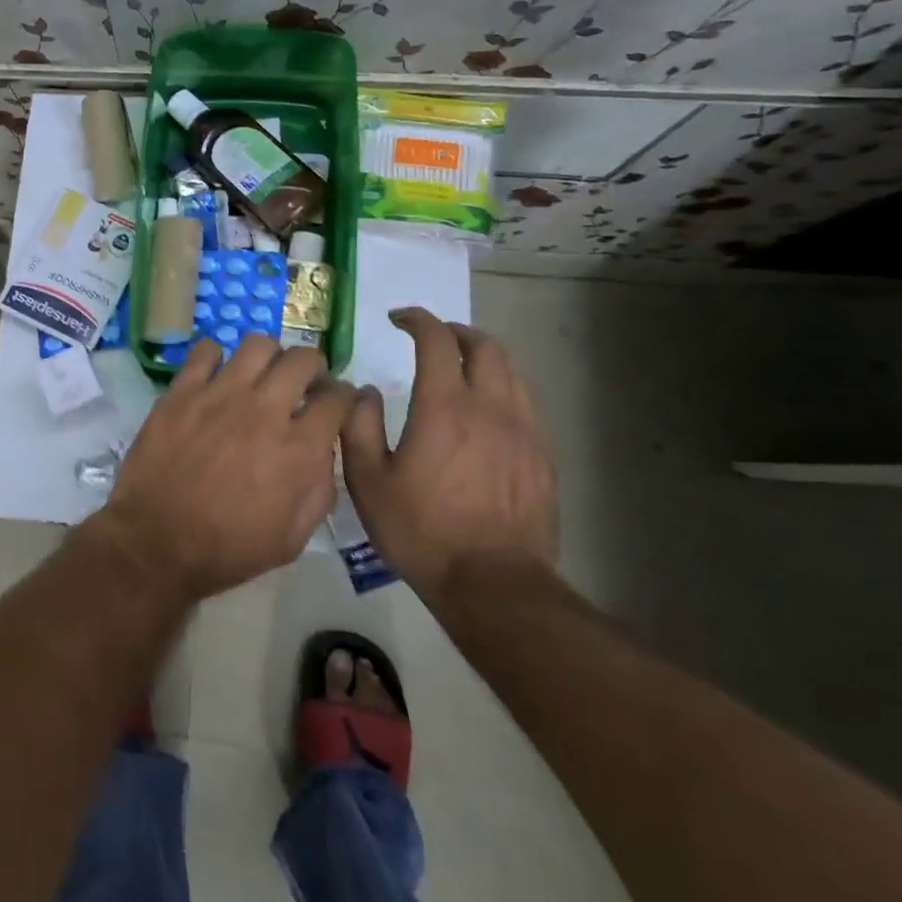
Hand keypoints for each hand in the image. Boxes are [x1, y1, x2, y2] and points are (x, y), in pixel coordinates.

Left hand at [97, 337, 357, 600]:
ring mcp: (220, 395)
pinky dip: (217, 356)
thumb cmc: (228, 549)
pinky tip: (216, 375)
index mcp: (299, 448)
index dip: (344, 397)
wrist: (157, 542)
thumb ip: (319, 489)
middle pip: (302, 359)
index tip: (337, 403)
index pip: (338, 399)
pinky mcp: (183, 391)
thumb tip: (323, 452)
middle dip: (313, 366)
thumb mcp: (293, 537)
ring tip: (261, 374)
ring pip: (258, 345)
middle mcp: (265, 410)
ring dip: (269, 356)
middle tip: (303, 382)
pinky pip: (205, 350)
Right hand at [339, 308, 557, 607]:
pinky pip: (525, 405)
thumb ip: (358, 426)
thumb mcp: (367, 481)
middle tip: (433, 337)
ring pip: (511, 372)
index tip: (399, 318)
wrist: (493, 584)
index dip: (417, 319)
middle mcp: (490, 406)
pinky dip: (503, 390)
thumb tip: (363, 392)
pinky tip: (487, 413)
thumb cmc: (422, 530)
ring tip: (461, 368)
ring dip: (484, 357)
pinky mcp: (542, 458)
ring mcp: (524, 431)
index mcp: (444, 406)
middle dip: (456, 331)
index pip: (436, 339)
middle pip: (485, 345)